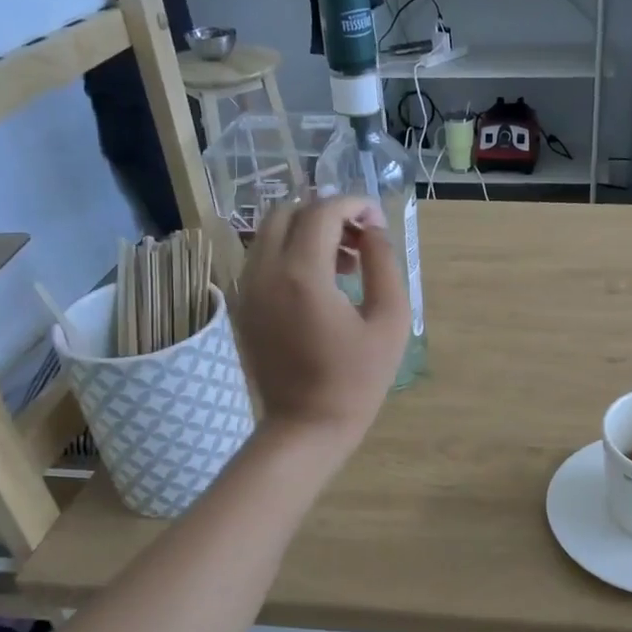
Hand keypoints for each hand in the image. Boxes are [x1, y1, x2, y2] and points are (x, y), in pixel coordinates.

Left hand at [236, 197, 409, 452]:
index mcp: (301, 274)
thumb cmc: (356, 379)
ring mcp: (245, 288)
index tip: (377, 220)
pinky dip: (289, 253)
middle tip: (359, 241)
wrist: (306, 426)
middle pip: (288, 212)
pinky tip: (318, 285)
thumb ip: (384, 264)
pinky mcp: (241, 305)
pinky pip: (261, 258)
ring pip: (269, 233)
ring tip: (343, 264)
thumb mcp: (389, 321)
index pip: (322, 211)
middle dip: (326, 214)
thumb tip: (373, 229)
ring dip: (307, 232)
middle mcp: (263, 271)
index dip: (353, 204)